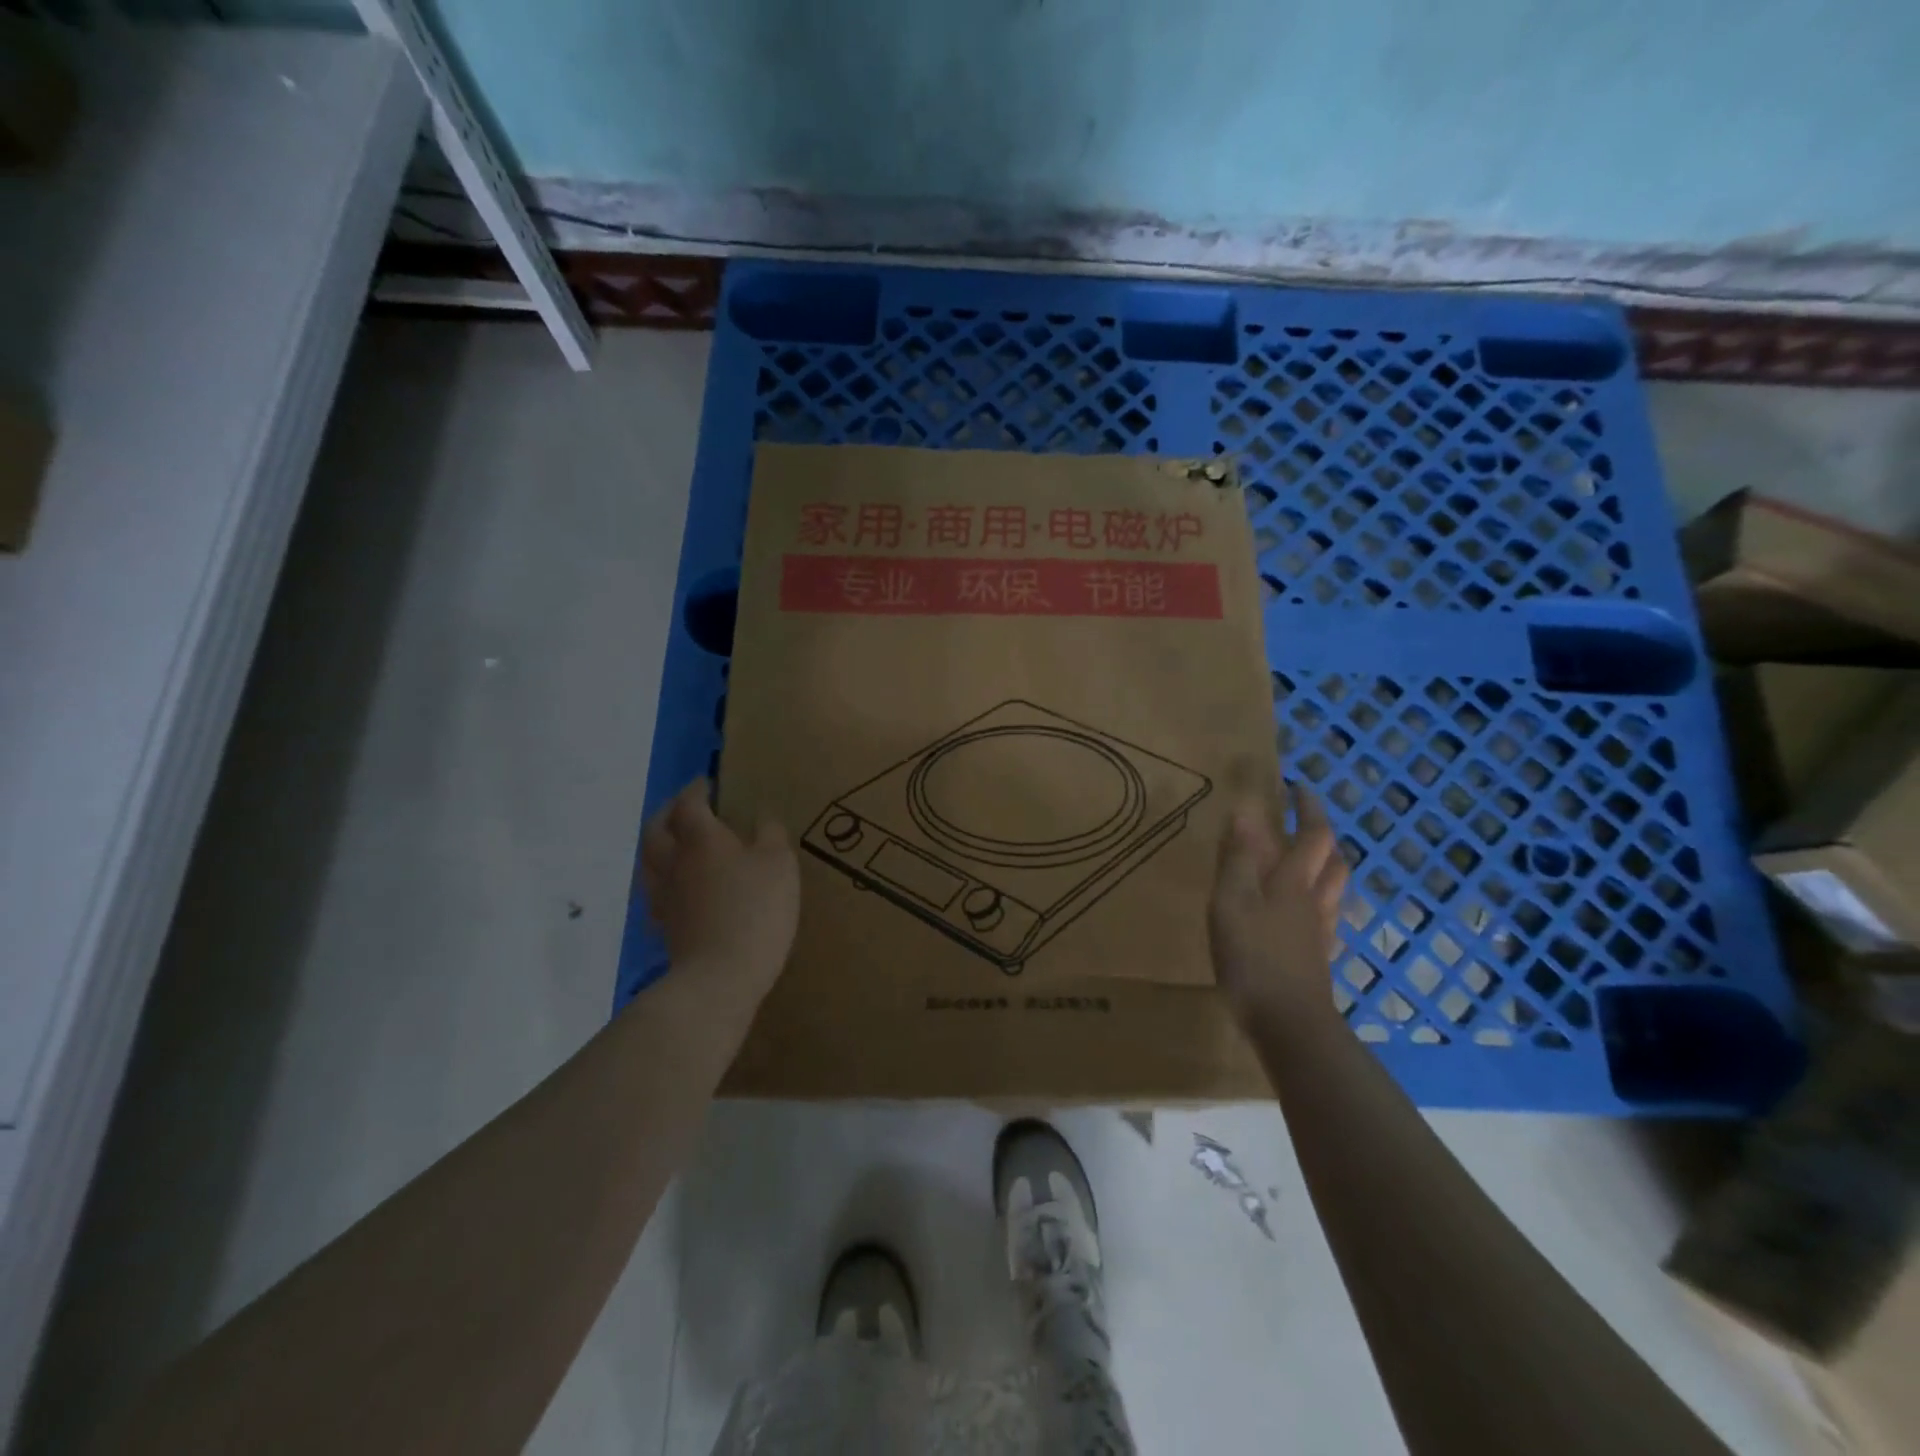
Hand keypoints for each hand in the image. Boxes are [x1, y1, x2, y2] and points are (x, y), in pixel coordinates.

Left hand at [641, 780, 799, 996]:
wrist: (719, 975)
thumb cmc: (755, 910)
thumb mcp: (779, 864)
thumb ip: (770, 834)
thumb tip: (761, 817)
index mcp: (701, 838)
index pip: (690, 803)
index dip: (697, 789)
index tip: (708, 783)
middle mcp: (673, 860)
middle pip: (657, 827)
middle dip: (670, 811)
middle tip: (687, 806)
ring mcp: (664, 894)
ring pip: (650, 858)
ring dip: (661, 842)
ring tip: (679, 841)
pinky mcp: (665, 924)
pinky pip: (656, 888)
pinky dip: (665, 876)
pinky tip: (680, 884)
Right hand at [1209, 785, 1348, 1030]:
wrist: (1289, 1024)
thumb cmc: (1253, 957)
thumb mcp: (1232, 902)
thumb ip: (1238, 858)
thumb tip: (1246, 809)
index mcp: (1293, 882)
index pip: (1312, 835)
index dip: (1308, 808)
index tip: (1297, 786)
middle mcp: (1314, 901)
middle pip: (1333, 861)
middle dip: (1322, 835)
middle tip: (1305, 821)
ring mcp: (1320, 932)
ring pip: (1333, 890)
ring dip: (1326, 866)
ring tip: (1306, 860)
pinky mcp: (1317, 958)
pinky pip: (1325, 918)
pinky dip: (1318, 902)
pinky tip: (1304, 913)